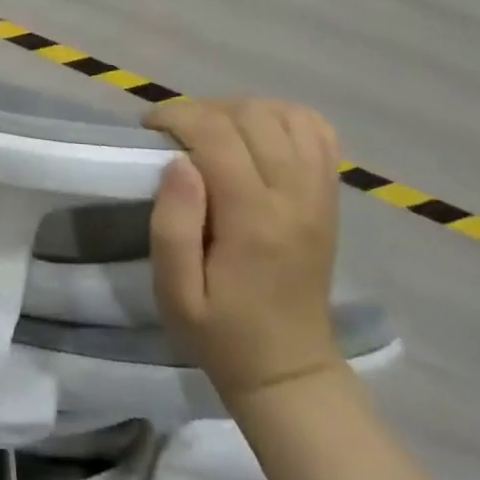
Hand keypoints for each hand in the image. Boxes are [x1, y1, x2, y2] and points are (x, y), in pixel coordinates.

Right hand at [144, 98, 343, 402]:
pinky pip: (318, 131)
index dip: (178, 116)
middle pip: (252, 115)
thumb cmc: (221, 332)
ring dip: (242, 110)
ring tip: (214, 133)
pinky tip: (258, 134)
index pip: (218, 135)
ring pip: (285, 114)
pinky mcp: (329, 195)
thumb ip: (172, 226)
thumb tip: (178, 162)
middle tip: (176, 134)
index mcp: (254, 221)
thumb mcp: (175, 294)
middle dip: (204, 110)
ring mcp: (319, 193)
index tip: (150, 128)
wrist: (289, 369)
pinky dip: (285, 117)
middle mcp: (294, 196)